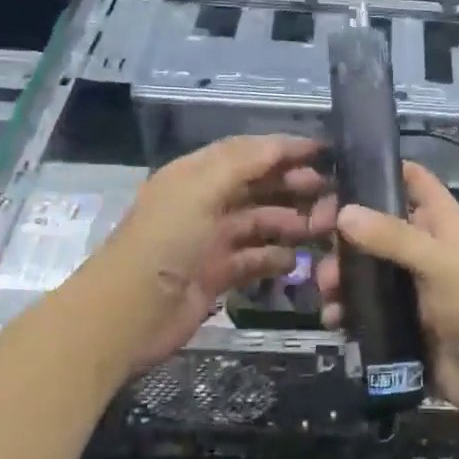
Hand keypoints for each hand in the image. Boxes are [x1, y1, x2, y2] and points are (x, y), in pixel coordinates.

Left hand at [99, 135, 325, 367]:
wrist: (129, 314)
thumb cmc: (166, 241)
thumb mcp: (201, 189)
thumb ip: (243, 162)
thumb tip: (283, 143)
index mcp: (196, 175)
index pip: (247, 152)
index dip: (284, 149)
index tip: (324, 152)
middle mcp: (204, 203)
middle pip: (257, 186)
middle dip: (293, 186)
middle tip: (329, 196)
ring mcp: (211, 241)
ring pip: (260, 222)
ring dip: (291, 223)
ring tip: (321, 230)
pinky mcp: (217, 275)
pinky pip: (254, 259)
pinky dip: (276, 258)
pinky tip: (296, 262)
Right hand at [312, 161, 458, 414]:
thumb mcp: (439, 262)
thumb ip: (393, 237)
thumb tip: (344, 213)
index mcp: (443, 224)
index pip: (414, 181)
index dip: (381, 171)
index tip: (339, 174)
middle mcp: (425, 250)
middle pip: (377, 226)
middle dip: (346, 233)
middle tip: (313, 237)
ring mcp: (412, 287)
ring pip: (366, 269)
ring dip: (341, 275)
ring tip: (327, 289)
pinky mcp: (400, 321)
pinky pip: (365, 308)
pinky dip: (346, 310)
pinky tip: (333, 319)